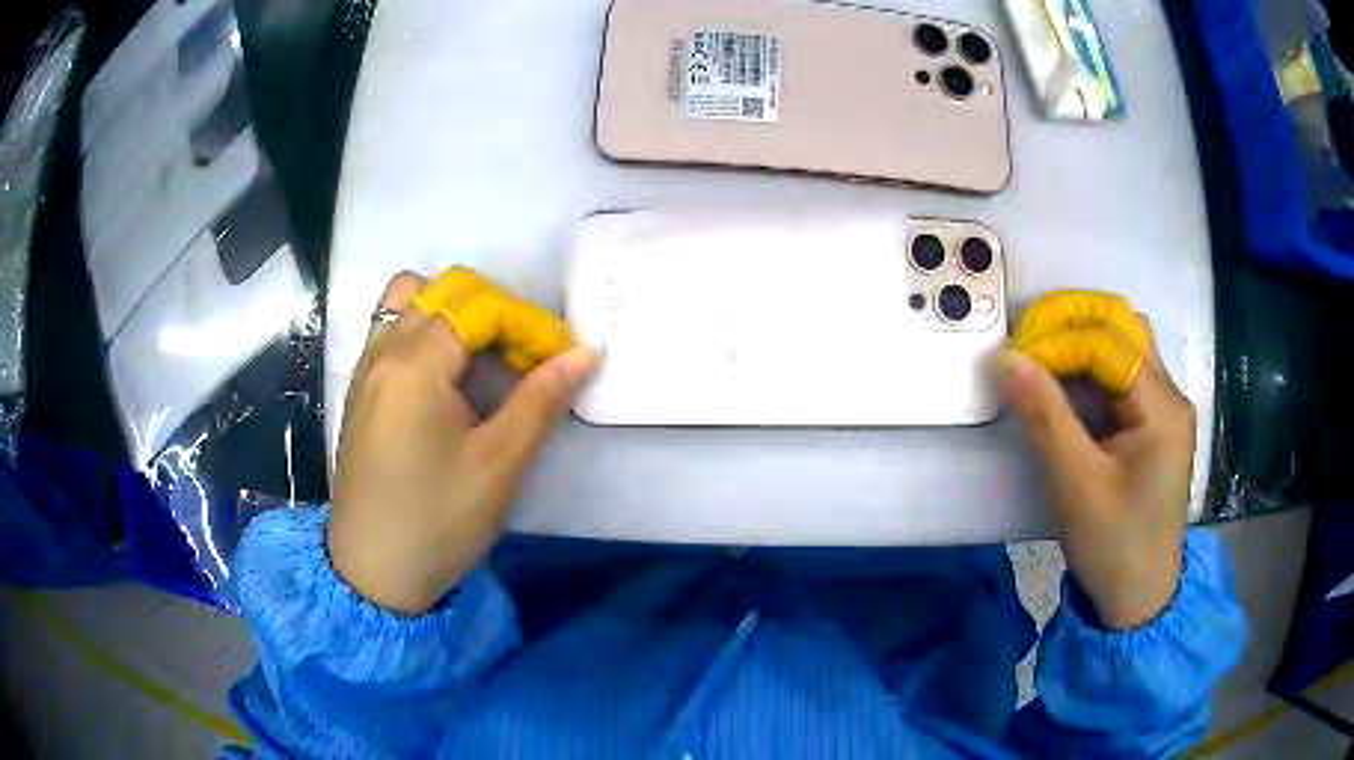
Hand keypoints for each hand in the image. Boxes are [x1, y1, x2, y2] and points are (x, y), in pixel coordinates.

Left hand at [328, 272, 596, 613]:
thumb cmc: (438, 521)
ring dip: (456, 313)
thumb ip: (542, 398)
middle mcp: (383, 351)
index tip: (559, 360)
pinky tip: (448, 378)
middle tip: (527, 359)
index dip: (528, 324)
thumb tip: (586, 352)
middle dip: (495, 311)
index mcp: (415, 364)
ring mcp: (366, 368)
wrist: (373, 571)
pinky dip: (427, 331)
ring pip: (411, 301)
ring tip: (484, 359)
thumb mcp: (499, 463)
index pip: (480, 305)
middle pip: (445, 289)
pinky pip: (392, 329)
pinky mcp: (360, 390)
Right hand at [998, 334, 1194, 629]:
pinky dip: (1087, 369)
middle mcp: (1170, 395)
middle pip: (1123, 327)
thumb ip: (1044, 416)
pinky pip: (1120, 376)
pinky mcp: (1152, 425)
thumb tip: (1005, 358)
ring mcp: (1164, 409)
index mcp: (1163, 408)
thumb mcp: (1076, 485)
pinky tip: (1061, 385)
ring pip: (1123, 346)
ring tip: (1037, 355)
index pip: (1108, 343)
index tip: (1013, 358)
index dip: (1058, 340)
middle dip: (1072, 321)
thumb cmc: (1113, 547)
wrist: (1140, 600)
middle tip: (1026, 338)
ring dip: (1079, 340)